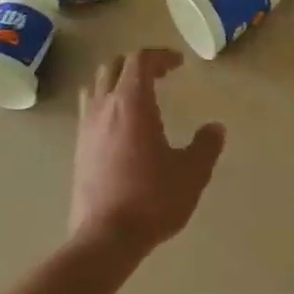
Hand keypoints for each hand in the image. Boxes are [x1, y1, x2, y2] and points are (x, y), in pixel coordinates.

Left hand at [70, 49, 225, 254]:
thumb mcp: (192, 173)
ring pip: (96, 86)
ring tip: (138, 96)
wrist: (105, 237)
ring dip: (116, 81)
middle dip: (137, 64)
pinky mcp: (78, 149)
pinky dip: (106, 104)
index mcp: (132, 104)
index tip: (178, 63)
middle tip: (161, 75)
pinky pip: (89, 110)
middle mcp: (104, 108)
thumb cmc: (152, 199)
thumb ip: (206, 146)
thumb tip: (215, 128)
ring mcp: (86, 128)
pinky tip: (122, 127)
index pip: (139, 61)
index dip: (160, 56)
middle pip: (113, 67)